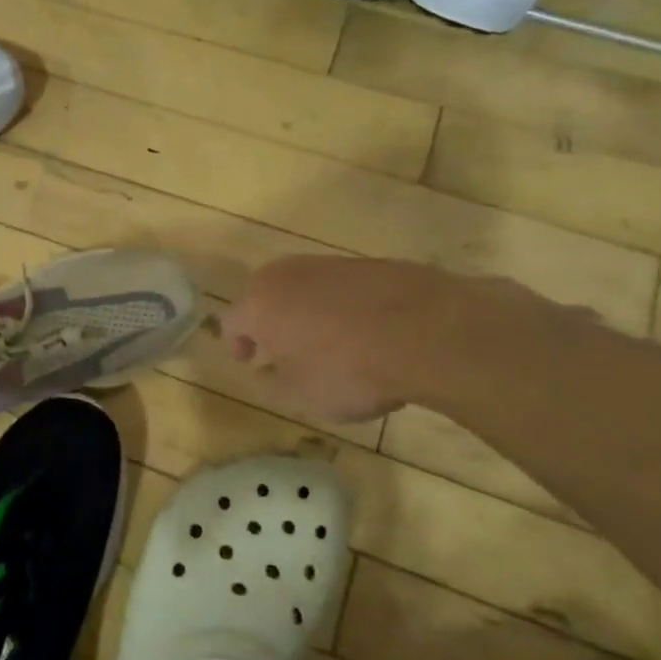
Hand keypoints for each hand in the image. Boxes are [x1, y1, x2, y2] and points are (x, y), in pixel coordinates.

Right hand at [221, 257, 454, 422]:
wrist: (428, 332)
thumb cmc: (348, 369)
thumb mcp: (301, 395)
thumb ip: (273, 383)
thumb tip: (265, 371)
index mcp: (259, 304)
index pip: (232, 322)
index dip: (236, 344)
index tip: (249, 362)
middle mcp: (287, 275)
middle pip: (265, 294)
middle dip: (269, 320)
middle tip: (282, 347)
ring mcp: (331, 264)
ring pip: (306, 287)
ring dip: (308, 311)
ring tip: (328, 341)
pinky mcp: (372, 264)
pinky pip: (345, 287)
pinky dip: (346, 306)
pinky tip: (368, 332)